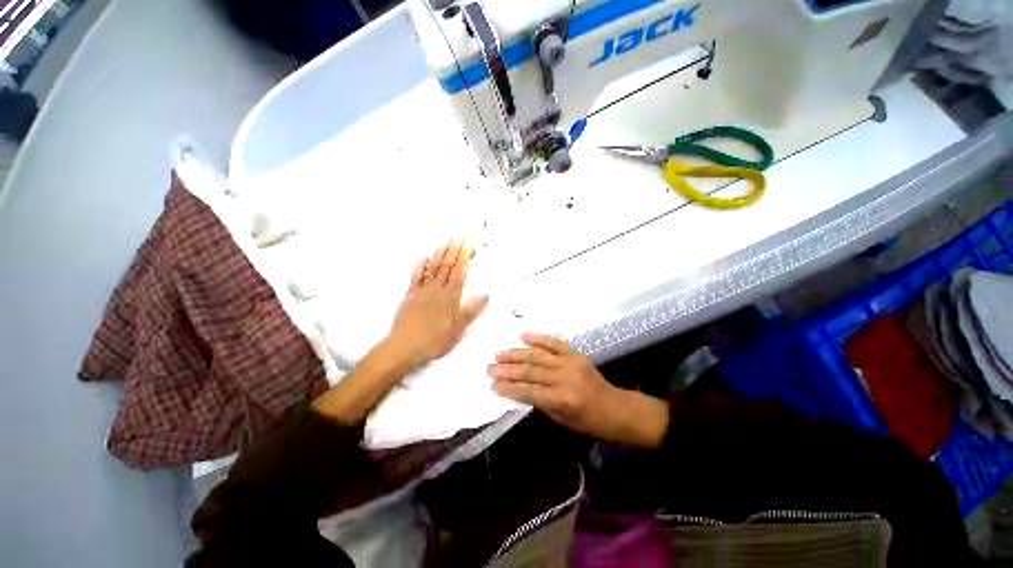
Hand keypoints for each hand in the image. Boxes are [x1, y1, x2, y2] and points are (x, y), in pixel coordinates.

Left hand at [385, 240, 488, 370]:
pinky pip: (416, 275)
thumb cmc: (433, 341)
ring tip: (446, 241)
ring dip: (440, 253)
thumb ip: (470, 311)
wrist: (403, 347)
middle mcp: (436, 290)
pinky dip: (421, 264)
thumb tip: (485, 294)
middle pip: (446, 267)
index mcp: (449, 298)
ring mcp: (422, 291)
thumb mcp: (457, 330)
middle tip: (459, 238)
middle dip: (454, 251)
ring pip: (433, 268)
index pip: (459, 274)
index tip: (468, 247)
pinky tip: (425, 255)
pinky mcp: (410, 294)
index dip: (464, 259)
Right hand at [488, 333, 668, 447]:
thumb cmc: (588, 421)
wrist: (615, 407)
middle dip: (508, 369)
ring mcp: (570, 362)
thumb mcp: (561, 419)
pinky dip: (538, 338)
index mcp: (562, 399)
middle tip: (490, 367)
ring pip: (538, 355)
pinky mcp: (575, 354)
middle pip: (531, 371)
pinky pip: (554, 343)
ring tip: (500, 354)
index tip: (492, 385)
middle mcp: (564, 378)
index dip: (509, 388)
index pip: (528, 391)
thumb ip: (540, 402)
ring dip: (517, 354)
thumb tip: (518, 389)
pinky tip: (524, 336)